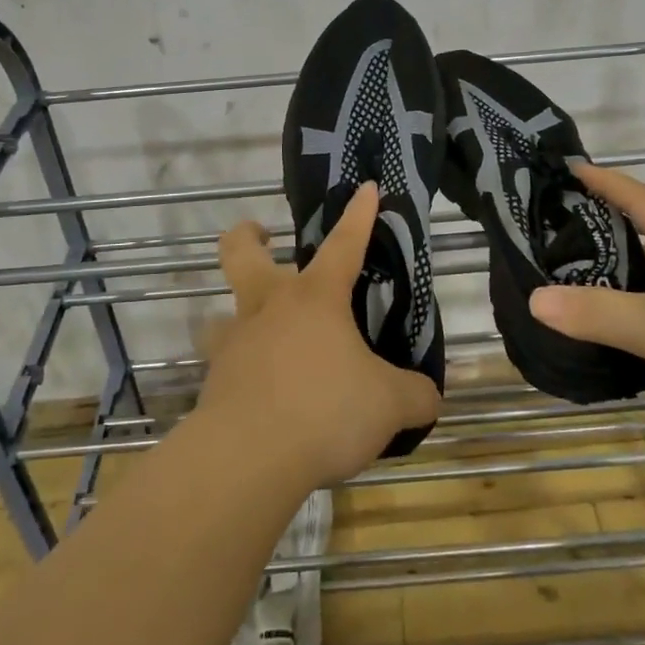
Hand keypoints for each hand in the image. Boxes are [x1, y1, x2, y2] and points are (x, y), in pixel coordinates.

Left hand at [198, 182, 443, 488]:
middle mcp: (270, 307)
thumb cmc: (324, 410)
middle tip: (265, 236)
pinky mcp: (214, 380)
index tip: (366, 188)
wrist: (246, 457)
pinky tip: (265, 393)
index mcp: (315, 298)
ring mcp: (236, 341)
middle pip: (242, 252)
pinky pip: (226, 362)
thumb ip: (415, 396)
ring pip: (226, 308)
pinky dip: (243, 368)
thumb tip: (430, 397)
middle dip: (250, 235)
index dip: (359, 215)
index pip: (344, 244)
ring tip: (266, 333)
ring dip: (241, 311)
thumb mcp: (389, 405)